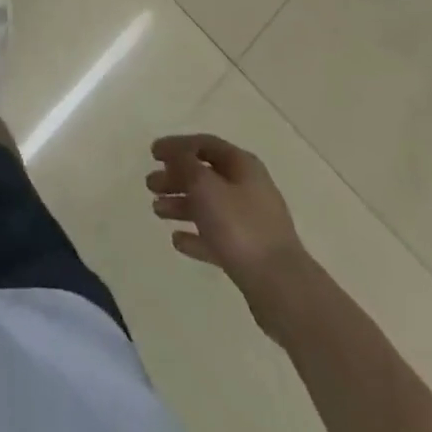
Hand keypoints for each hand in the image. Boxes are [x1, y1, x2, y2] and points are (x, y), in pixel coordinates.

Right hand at [149, 134, 307, 315]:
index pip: (205, 144)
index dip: (177, 145)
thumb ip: (186, 164)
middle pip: (205, 175)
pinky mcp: (249, 253)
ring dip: (181, 204)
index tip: (152, 153)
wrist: (281, 287)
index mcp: (242, 165)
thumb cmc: (240, 227)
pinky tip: (177, 241)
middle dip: (176, 177)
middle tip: (150, 185)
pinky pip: (216, 236)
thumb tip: (176, 154)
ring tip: (156, 211)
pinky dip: (196, 235)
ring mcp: (250, 222)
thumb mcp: (205, 186)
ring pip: (209, 206)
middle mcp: (248, 188)